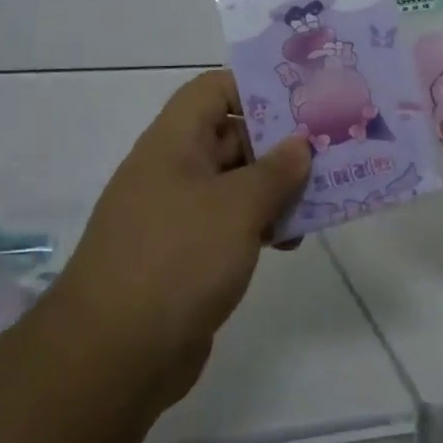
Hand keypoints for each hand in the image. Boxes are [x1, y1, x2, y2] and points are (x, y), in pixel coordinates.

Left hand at [49, 71, 310, 412]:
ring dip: (276, 189)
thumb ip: (275, 171)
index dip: (255, 86)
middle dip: (279, 143)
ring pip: (235, 183)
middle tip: (329, 151)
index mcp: (174, 142)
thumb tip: (299, 144)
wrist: (114, 356)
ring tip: (320, 200)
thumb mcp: (237, 207)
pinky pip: (230, 223)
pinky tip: (290, 242)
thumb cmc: (177, 259)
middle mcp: (173, 170)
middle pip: (231, 136)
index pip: (214, 89)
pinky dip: (260, 224)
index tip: (302, 102)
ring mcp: (178, 214)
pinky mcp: (186, 255)